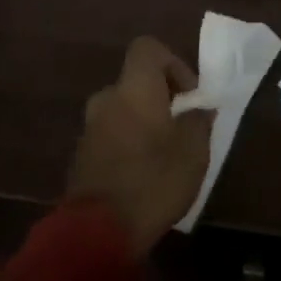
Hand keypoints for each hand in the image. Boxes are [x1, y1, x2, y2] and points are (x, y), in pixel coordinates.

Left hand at [66, 37, 213, 254]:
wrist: (97, 232)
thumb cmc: (153, 180)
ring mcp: (89, 128)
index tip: (189, 94)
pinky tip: (143, 175)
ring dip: (144, 122)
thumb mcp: (193, 151)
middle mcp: (107, 98)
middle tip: (182, 127)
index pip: (148, 48)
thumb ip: (198, 121)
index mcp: (134, 88)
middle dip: (161, 98)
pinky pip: (111, 134)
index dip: (173, 63)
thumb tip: (199, 109)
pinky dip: (127, 143)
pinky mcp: (81, 156)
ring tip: (165, 155)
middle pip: (136, 81)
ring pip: (123, 110)